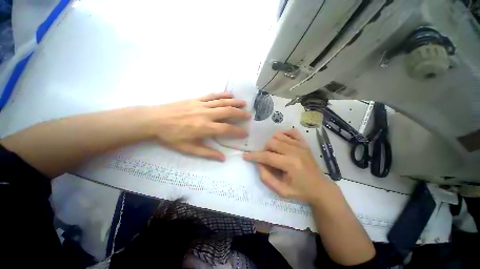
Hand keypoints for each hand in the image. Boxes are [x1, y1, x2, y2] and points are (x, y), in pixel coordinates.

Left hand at [150, 92, 250, 160]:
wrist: (154, 120)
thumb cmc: (171, 137)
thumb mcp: (189, 149)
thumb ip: (207, 153)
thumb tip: (223, 158)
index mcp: (205, 128)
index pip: (227, 129)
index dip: (237, 131)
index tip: (245, 133)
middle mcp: (206, 115)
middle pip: (228, 112)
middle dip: (240, 114)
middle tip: (248, 115)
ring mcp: (201, 105)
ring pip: (222, 102)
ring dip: (234, 102)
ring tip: (244, 103)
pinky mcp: (196, 99)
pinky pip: (212, 96)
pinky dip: (222, 95)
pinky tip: (229, 94)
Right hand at [243, 129, 330, 202]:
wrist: (321, 188)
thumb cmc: (300, 191)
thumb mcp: (281, 191)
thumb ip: (266, 177)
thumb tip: (258, 163)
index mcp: (290, 164)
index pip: (267, 156)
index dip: (254, 156)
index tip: (245, 156)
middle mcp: (295, 151)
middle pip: (271, 142)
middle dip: (264, 150)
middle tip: (266, 159)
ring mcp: (301, 145)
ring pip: (278, 136)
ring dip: (272, 143)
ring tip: (274, 152)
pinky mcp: (304, 143)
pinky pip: (291, 132)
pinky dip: (283, 134)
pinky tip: (282, 142)